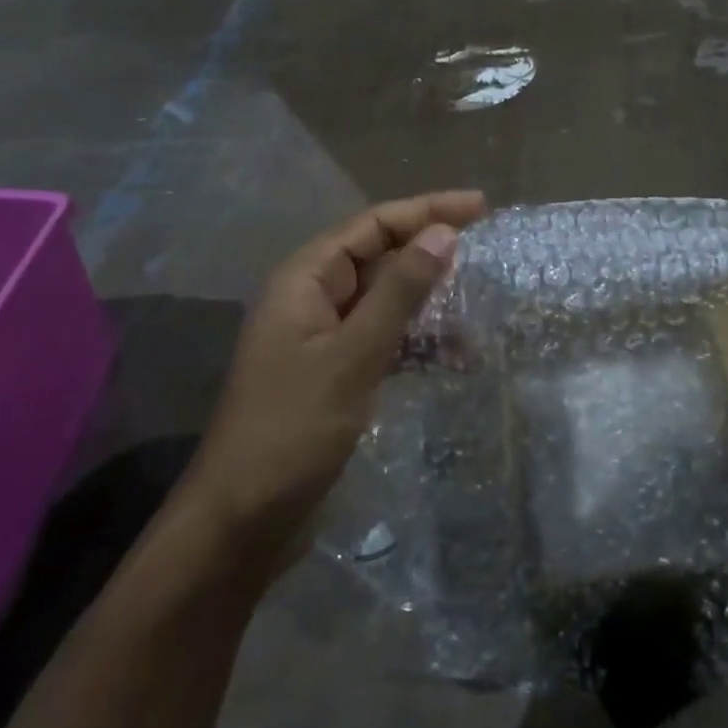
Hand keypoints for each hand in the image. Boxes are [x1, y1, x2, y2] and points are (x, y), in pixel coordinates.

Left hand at [183, 191, 486, 582]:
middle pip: (378, 257)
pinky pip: (383, 341)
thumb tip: (443, 233)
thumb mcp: (353, 355)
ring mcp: (322, 339)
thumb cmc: (293, 429)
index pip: (372, 225)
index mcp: (305, 280)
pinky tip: (453, 356)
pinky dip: (416, 342)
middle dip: (428, 252)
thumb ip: (399, 292)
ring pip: (384, 301)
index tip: (479, 207)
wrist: (242, 521)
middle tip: (484, 249)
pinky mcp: (334, 374)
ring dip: (428, 302)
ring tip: (477, 308)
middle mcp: (312, 300)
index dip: (425, 210)